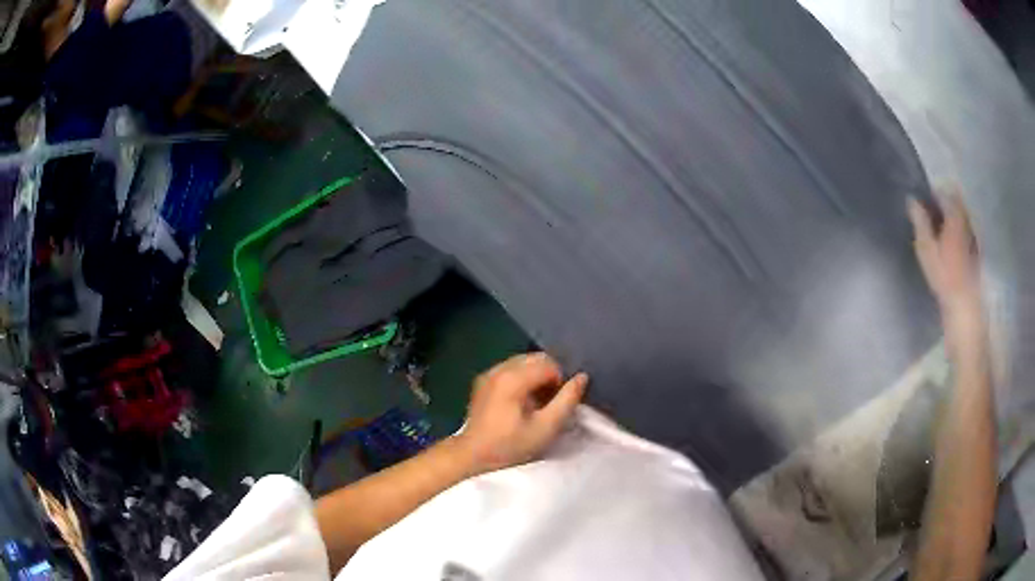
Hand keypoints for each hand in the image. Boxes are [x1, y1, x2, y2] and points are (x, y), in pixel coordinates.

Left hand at [456, 353, 587, 474]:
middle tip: (550, 402)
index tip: (559, 403)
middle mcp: (499, 368)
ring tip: (536, 403)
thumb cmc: (511, 446)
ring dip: (536, 376)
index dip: (561, 381)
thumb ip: (567, 401)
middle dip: (549, 376)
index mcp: (513, 378)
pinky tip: (521, 402)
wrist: (473, 456)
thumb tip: (582, 377)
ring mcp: (489, 373)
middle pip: (535, 358)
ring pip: (523, 362)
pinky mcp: (483, 381)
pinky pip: (510, 369)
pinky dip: (522, 379)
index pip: (549, 363)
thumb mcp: (545, 428)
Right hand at [907, 194, 983, 353]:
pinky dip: (958, 230)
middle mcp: (966, 220)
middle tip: (930, 213)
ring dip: (951, 217)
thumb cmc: (944, 277)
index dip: (933, 193)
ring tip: (939, 228)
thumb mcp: (926, 249)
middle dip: (943, 203)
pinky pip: (965, 230)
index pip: (944, 192)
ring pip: (961, 215)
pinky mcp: (975, 250)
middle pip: (955, 201)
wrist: (964, 306)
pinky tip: (950, 243)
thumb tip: (912, 200)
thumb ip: (920, 222)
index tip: (923, 200)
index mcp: (955, 216)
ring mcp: (973, 236)